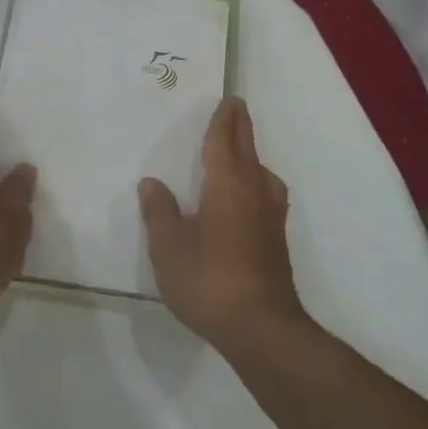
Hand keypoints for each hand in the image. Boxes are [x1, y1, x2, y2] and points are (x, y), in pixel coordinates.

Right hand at [138, 97, 307, 353]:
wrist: (261, 328)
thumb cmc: (209, 280)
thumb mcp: (169, 247)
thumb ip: (160, 212)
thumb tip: (152, 183)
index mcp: (228, 185)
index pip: (225, 141)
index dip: (223, 120)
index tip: (228, 100)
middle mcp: (254, 192)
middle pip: (248, 150)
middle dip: (240, 128)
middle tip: (235, 110)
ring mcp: (270, 216)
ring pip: (262, 172)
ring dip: (251, 155)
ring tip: (239, 153)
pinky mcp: (276, 239)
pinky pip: (265, 192)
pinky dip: (255, 180)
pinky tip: (247, 197)